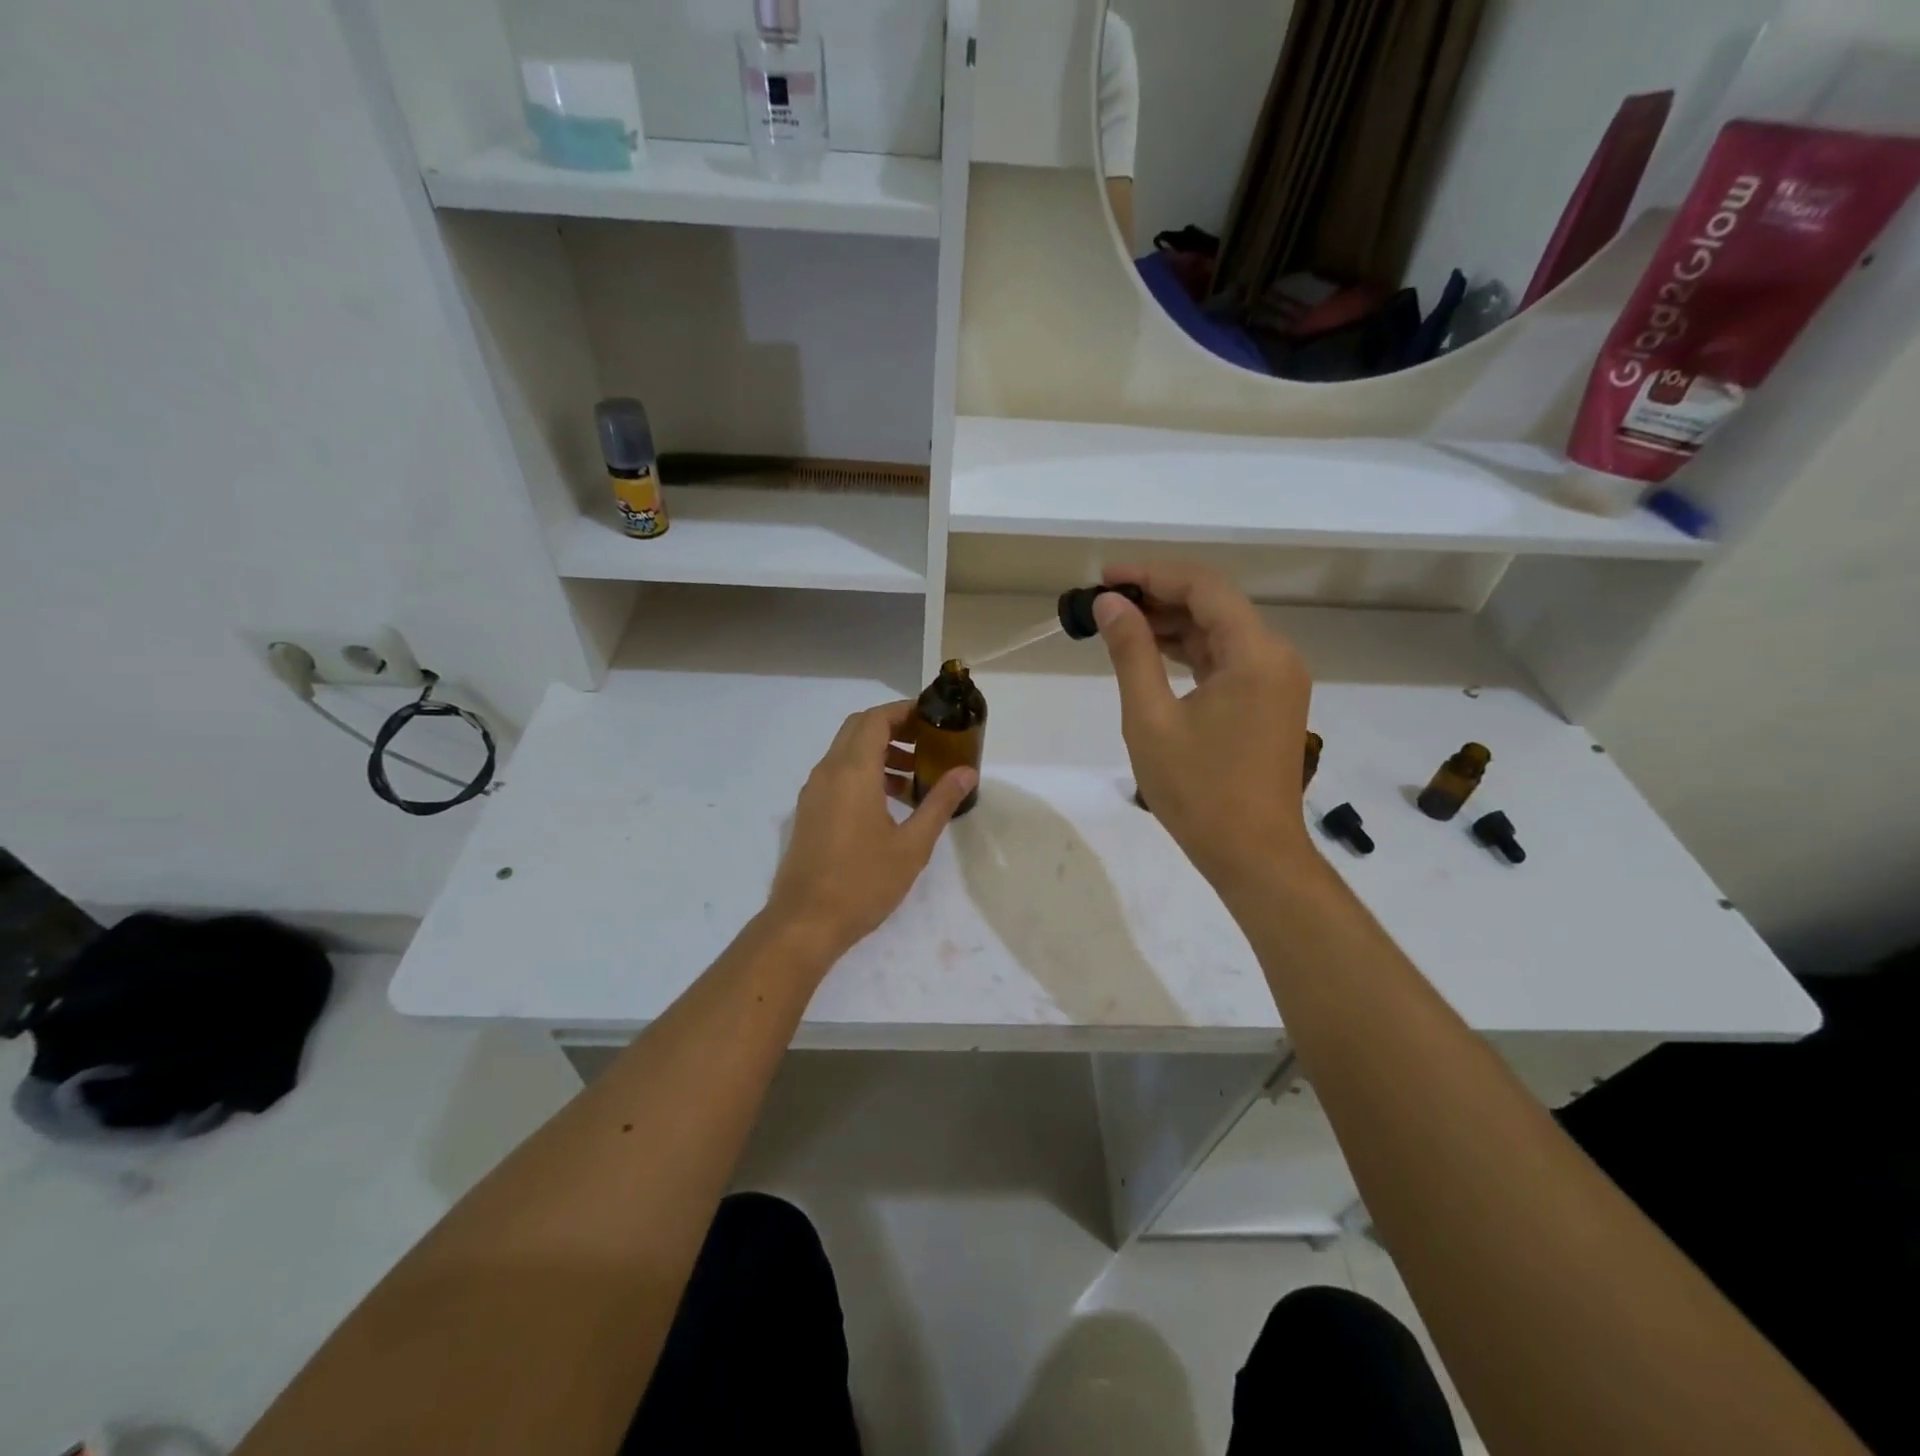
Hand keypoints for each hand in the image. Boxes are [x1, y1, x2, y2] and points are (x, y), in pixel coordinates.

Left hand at [763, 701, 976, 961]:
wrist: (805, 922)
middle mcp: (828, 772)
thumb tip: (967, 771)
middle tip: (928, 743)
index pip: (876, 719)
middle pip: (859, 729)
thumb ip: (940, 803)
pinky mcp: (809, 811)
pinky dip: (863, 773)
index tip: (933, 718)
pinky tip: (889, 803)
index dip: (904, 711)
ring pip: (846, 752)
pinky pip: (837, 775)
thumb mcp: (912, 845)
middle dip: (893, 728)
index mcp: (852, 772)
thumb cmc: (863, 882)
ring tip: (915, 777)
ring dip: (879, 752)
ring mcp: (813, 792)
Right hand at [1096, 563, 1316, 893]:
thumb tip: (1110, 604)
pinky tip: (1153, 654)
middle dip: (1159, 596)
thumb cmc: (1198, 790)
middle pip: (1216, 604)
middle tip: (1105, 604)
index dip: (1152, 574)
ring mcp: (1277, 680)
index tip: (1105, 578)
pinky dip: (1191, 652)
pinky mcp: (1270, 701)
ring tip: (1120, 625)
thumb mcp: (1151, 719)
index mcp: (1255, 653)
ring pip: (1221, 631)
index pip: (1204, 587)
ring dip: (1173, 624)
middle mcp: (1276, 656)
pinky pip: (1228, 659)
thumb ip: (1131, 653)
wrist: (1252, 854)